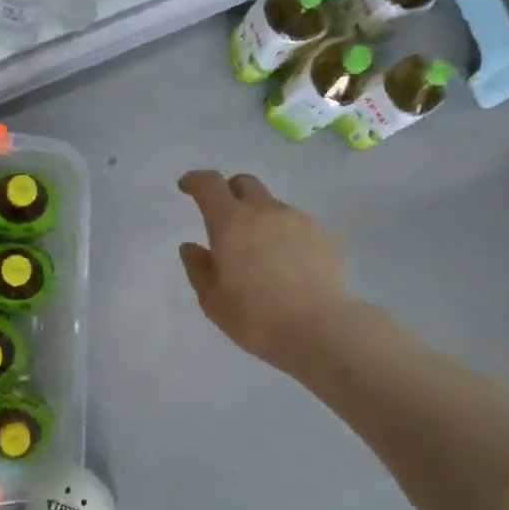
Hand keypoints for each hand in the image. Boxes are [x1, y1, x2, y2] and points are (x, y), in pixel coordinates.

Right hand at [178, 170, 352, 371]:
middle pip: (244, 184)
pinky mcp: (321, 235)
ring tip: (258, 250)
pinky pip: (294, 223)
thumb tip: (191, 247)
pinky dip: (281, 232)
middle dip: (229, 192)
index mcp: (231, 222)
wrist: (320, 329)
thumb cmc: (256, 317)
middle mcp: (264, 211)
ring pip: (271, 205)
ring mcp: (297, 220)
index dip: (196, 180)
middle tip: (223, 217)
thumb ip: (198, 268)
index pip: (210, 185)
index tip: (187, 186)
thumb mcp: (213, 300)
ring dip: (258, 216)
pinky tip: (284, 262)